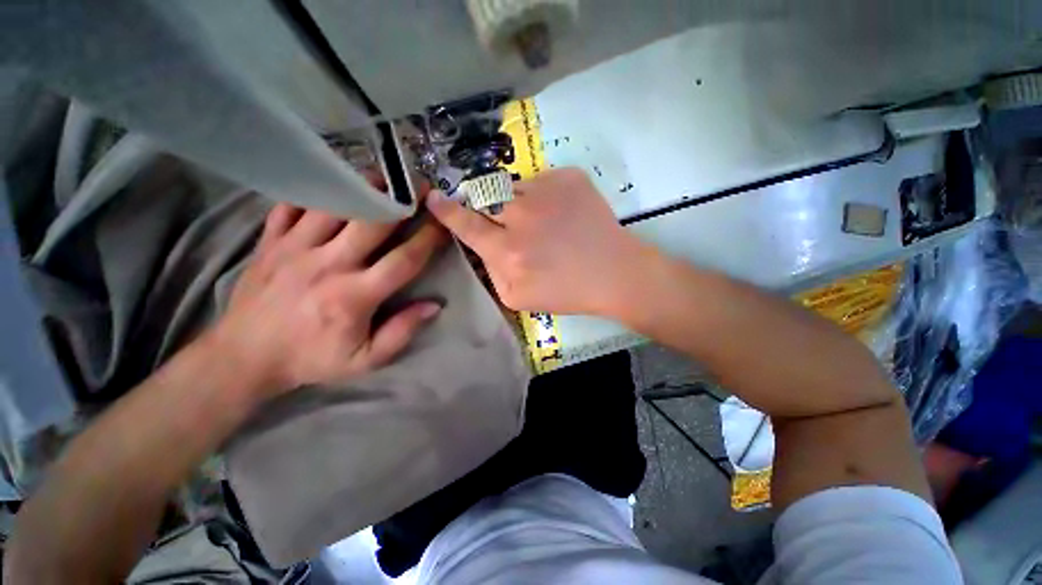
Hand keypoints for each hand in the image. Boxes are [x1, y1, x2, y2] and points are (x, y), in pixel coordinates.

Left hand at [212, 203, 447, 397]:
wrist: (245, 356)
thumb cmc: (312, 359)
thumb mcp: (365, 359)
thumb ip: (401, 332)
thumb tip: (434, 306)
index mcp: (354, 296)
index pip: (404, 260)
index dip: (429, 239)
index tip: (444, 224)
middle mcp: (328, 265)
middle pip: (372, 222)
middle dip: (402, 201)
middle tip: (420, 187)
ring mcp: (295, 248)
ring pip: (334, 204)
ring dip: (363, 188)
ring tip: (384, 180)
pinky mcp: (270, 241)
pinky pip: (293, 205)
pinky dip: (316, 192)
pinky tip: (335, 188)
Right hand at [427, 168, 655, 316]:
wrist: (613, 272)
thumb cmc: (566, 291)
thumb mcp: (517, 298)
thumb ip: (491, 271)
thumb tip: (480, 246)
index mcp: (508, 251)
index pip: (466, 224)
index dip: (446, 211)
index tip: (432, 197)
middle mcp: (522, 216)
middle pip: (484, 198)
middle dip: (485, 205)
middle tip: (504, 218)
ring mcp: (546, 191)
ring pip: (511, 187)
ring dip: (515, 202)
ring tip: (539, 222)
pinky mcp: (568, 177)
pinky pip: (539, 180)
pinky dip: (541, 196)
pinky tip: (559, 214)